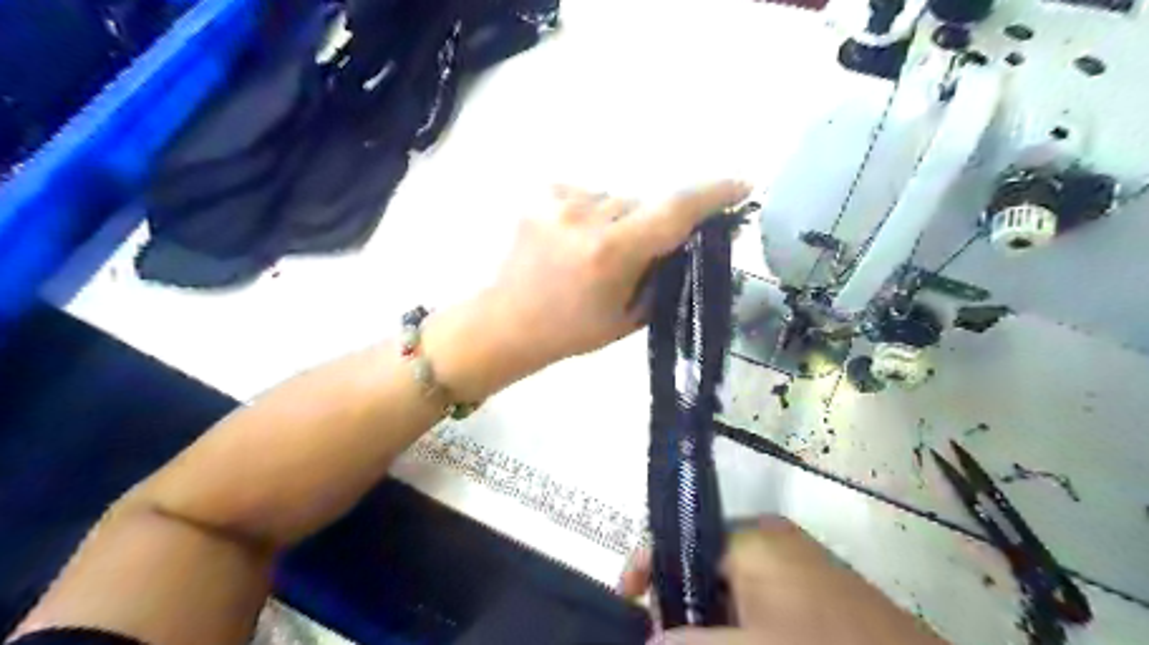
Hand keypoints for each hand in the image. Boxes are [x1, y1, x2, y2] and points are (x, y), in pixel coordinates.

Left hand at [425, 181, 750, 400]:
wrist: (507, 322)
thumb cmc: (572, 331)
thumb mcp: (630, 317)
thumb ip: (664, 274)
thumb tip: (686, 240)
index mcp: (610, 253)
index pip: (673, 210)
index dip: (713, 194)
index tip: (742, 187)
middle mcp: (585, 217)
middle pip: (645, 203)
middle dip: (653, 224)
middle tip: (640, 255)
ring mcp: (559, 201)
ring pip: (617, 198)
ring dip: (621, 219)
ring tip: (598, 253)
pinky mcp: (541, 194)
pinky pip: (590, 195)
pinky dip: (594, 214)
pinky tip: (575, 241)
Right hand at [628, 518, 951, 644]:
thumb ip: (689, 641)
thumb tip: (646, 639)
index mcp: (751, 538)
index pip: (678, 539)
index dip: (646, 568)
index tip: (627, 605)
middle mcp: (769, 540)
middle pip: (700, 564)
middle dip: (679, 605)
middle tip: (667, 639)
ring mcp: (795, 566)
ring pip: (729, 588)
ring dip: (709, 620)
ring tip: (702, 642)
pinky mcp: (815, 592)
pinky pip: (759, 601)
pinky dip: (739, 625)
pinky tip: (743, 643)